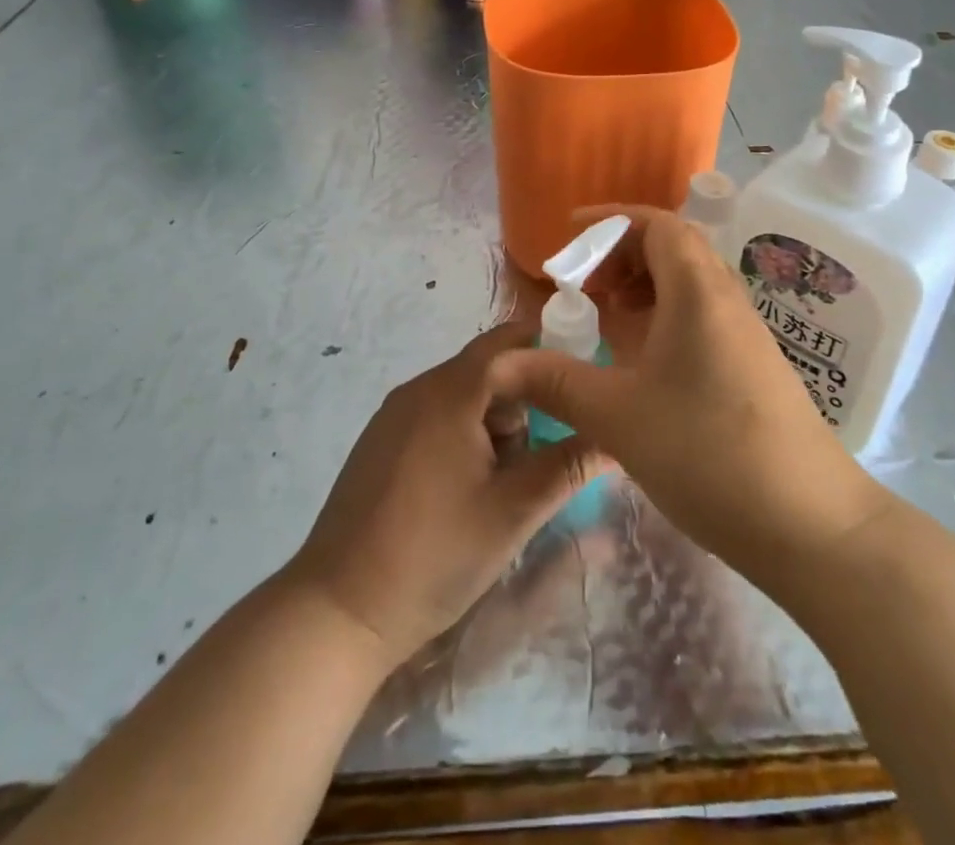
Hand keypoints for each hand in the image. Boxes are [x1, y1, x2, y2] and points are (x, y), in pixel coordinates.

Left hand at [284, 321, 609, 668]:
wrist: (338, 611)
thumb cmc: (433, 555)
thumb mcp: (513, 512)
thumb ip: (568, 466)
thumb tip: (617, 437)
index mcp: (450, 392)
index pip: (510, 343)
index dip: (551, 351)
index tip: (586, 378)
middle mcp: (418, 389)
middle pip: (487, 368)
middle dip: (527, 396)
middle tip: (555, 442)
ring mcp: (394, 415)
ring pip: (463, 394)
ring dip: (497, 419)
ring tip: (514, 475)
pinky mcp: (381, 442)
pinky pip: (437, 415)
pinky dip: (467, 432)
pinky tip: (472, 485)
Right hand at [508, 207, 888, 583]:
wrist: (812, 525)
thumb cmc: (710, 454)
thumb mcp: (619, 417)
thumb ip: (557, 382)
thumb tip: (498, 366)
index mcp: (697, 292)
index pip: (657, 223)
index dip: (609, 220)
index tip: (567, 236)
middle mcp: (725, 299)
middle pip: (672, 247)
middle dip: (620, 254)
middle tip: (580, 286)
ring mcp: (743, 334)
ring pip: (687, 284)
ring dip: (641, 287)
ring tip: (603, 319)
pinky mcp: (750, 366)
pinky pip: (699, 317)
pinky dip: (661, 319)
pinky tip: (638, 362)